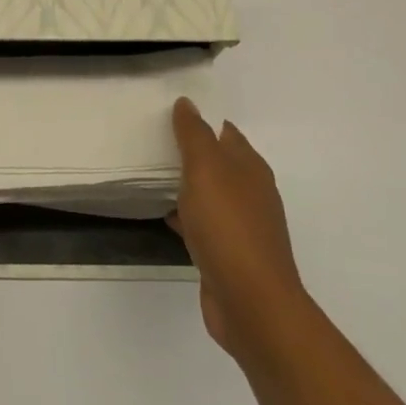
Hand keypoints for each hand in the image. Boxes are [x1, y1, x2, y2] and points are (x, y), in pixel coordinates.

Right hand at [169, 98, 305, 357]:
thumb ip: (194, 136)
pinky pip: (204, 224)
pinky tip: (166, 217)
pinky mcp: (230, 255)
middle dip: (194, 152)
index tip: (171, 115)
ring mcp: (243, 226)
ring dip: (188, 185)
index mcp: (251, 169)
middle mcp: (252, 194)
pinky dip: (186, 216)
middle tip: (155, 141)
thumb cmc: (228, 227)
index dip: (204, 122)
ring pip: (211, 195)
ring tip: (153, 175)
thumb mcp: (206, 170)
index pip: (227, 134)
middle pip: (221, 164)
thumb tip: (187, 103)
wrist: (250, 301)